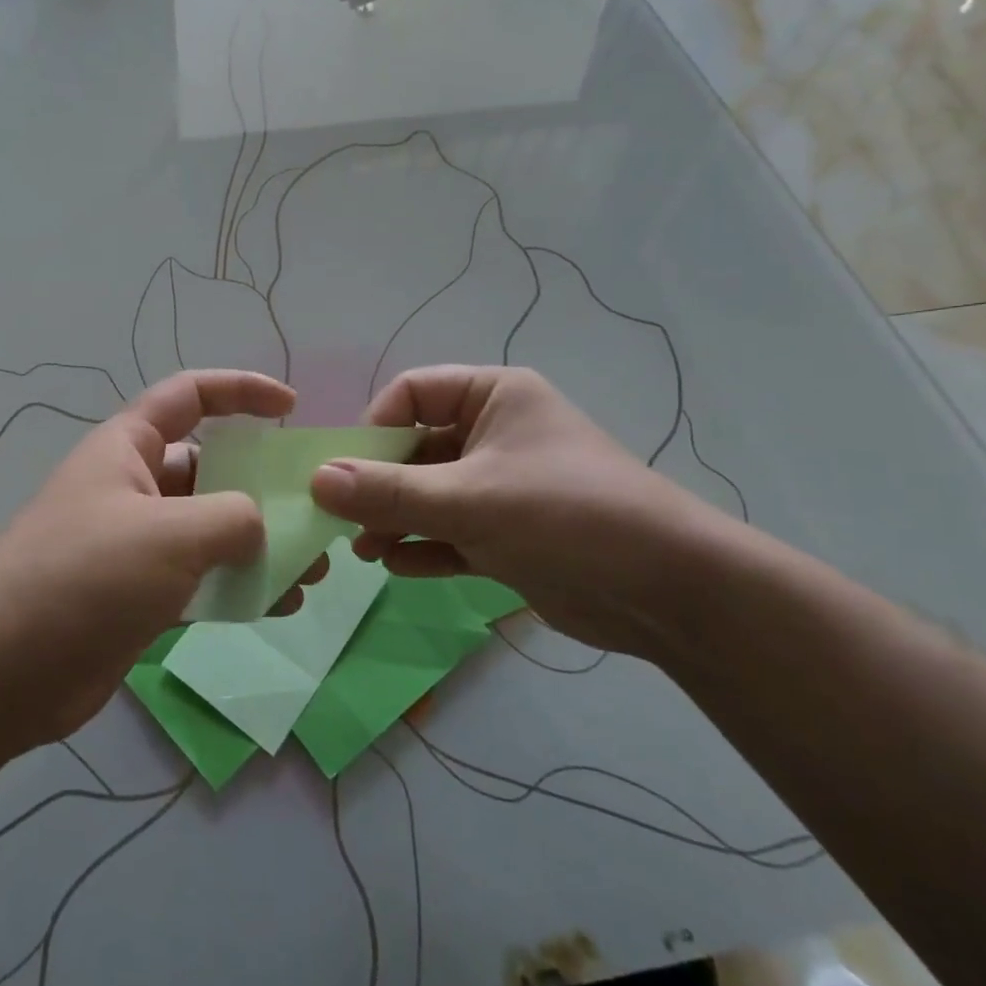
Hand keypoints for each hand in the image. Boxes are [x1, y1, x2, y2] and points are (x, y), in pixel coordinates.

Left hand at [0, 370, 294, 752]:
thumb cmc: (82, 577)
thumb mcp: (168, 534)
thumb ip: (231, 518)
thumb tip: (260, 525)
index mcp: (129, 447)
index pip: (191, 395)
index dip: (242, 391)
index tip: (291, 408)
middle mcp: (133, 486)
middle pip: (210, 468)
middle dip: (264, 486)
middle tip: (315, 513)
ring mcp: (136, 544)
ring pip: (211, 529)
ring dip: (261, 544)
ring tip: (311, 570)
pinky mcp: (139, 596)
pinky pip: (201, 579)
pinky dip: (238, 586)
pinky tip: (279, 605)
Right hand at [308, 365, 739, 656]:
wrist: (669, 591)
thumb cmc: (565, 516)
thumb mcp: (468, 499)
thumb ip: (388, 492)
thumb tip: (316, 480)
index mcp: (493, 397)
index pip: (412, 393)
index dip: (373, 428)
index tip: (346, 471)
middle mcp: (495, 433)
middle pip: (415, 447)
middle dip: (378, 485)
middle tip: (344, 522)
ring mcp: (502, 485)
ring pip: (430, 493)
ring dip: (395, 519)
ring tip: (364, 552)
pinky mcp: (510, 533)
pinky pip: (452, 531)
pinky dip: (424, 546)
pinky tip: (397, 567)